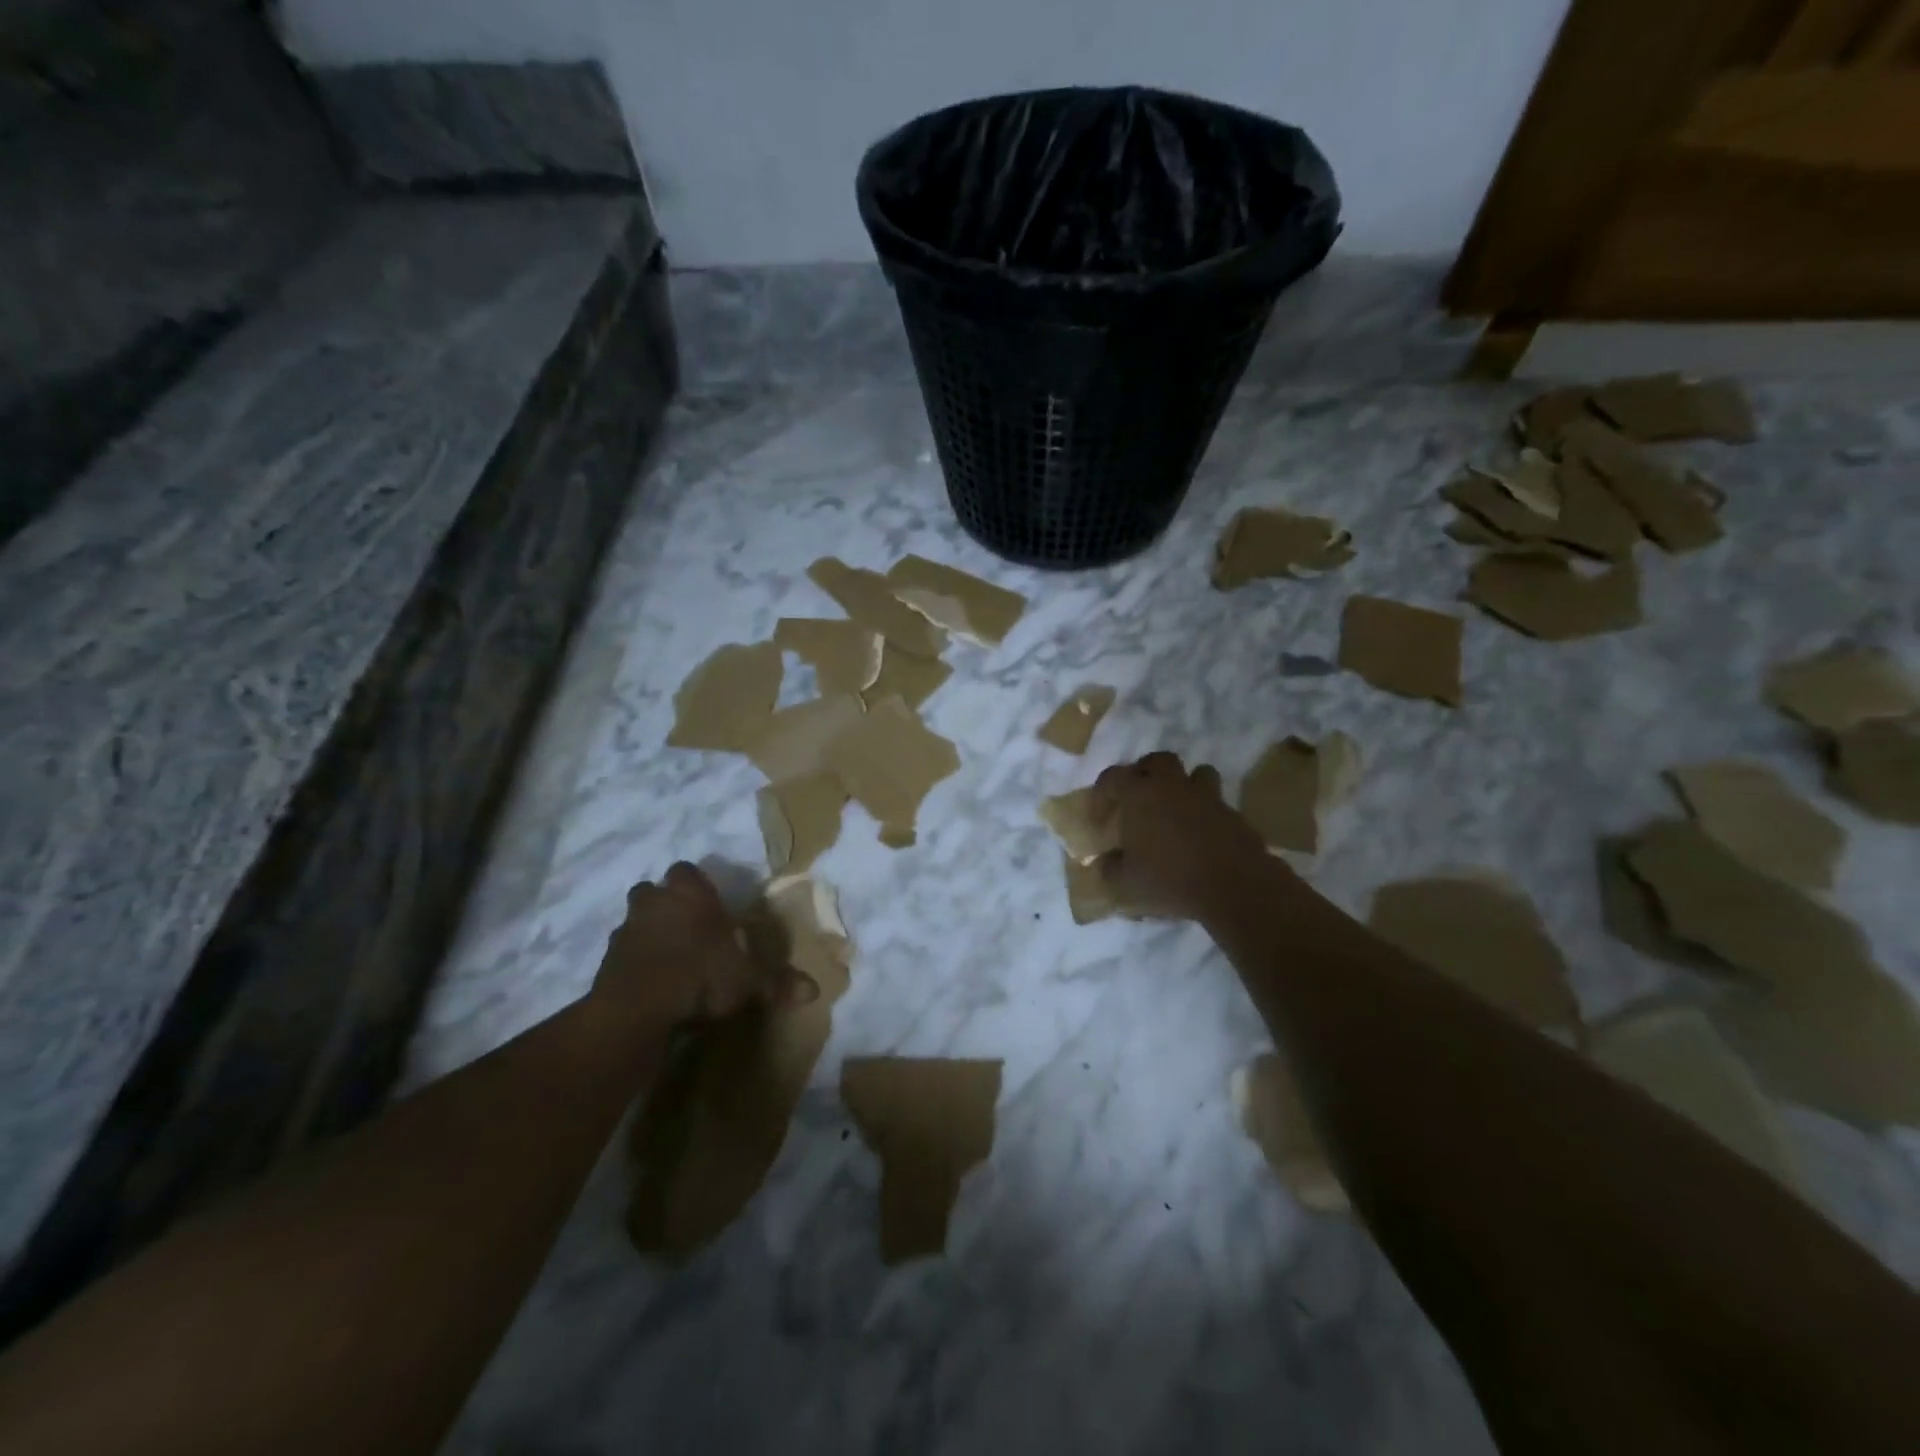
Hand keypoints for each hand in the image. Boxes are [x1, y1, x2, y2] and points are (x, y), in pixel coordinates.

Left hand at [594, 863, 817, 1030]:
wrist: (637, 1010)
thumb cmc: (700, 976)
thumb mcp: (748, 981)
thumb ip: (778, 982)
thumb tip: (815, 991)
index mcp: (689, 894)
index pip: (688, 871)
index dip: (697, 885)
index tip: (710, 904)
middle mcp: (654, 903)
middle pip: (653, 891)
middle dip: (666, 904)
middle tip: (688, 927)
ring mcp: (624, 931)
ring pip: (634, 921)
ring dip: (648, 934)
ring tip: (669, 958)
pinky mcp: (604, 962)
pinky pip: (621, 954)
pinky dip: (634, 964)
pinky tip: (651, 984)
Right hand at [1092, 752, 1277, 920]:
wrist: (1234, 886)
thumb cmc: (1169, 878)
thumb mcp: (1125, 883)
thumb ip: (1110, 869)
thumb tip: (1106, 862)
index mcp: (1140, 794)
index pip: (1113, 777)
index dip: (1101, 794)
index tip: (1099, 818)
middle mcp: (1173, 786)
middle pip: (1158, 761)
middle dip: (1146, 773)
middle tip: (1139, 798)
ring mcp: (1208, 797)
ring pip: (1196, 774)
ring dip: (1184, 786)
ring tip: (1176, 809)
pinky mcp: (1234, 815)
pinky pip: (1216, 804)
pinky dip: (1206, 814)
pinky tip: (1201, 838)